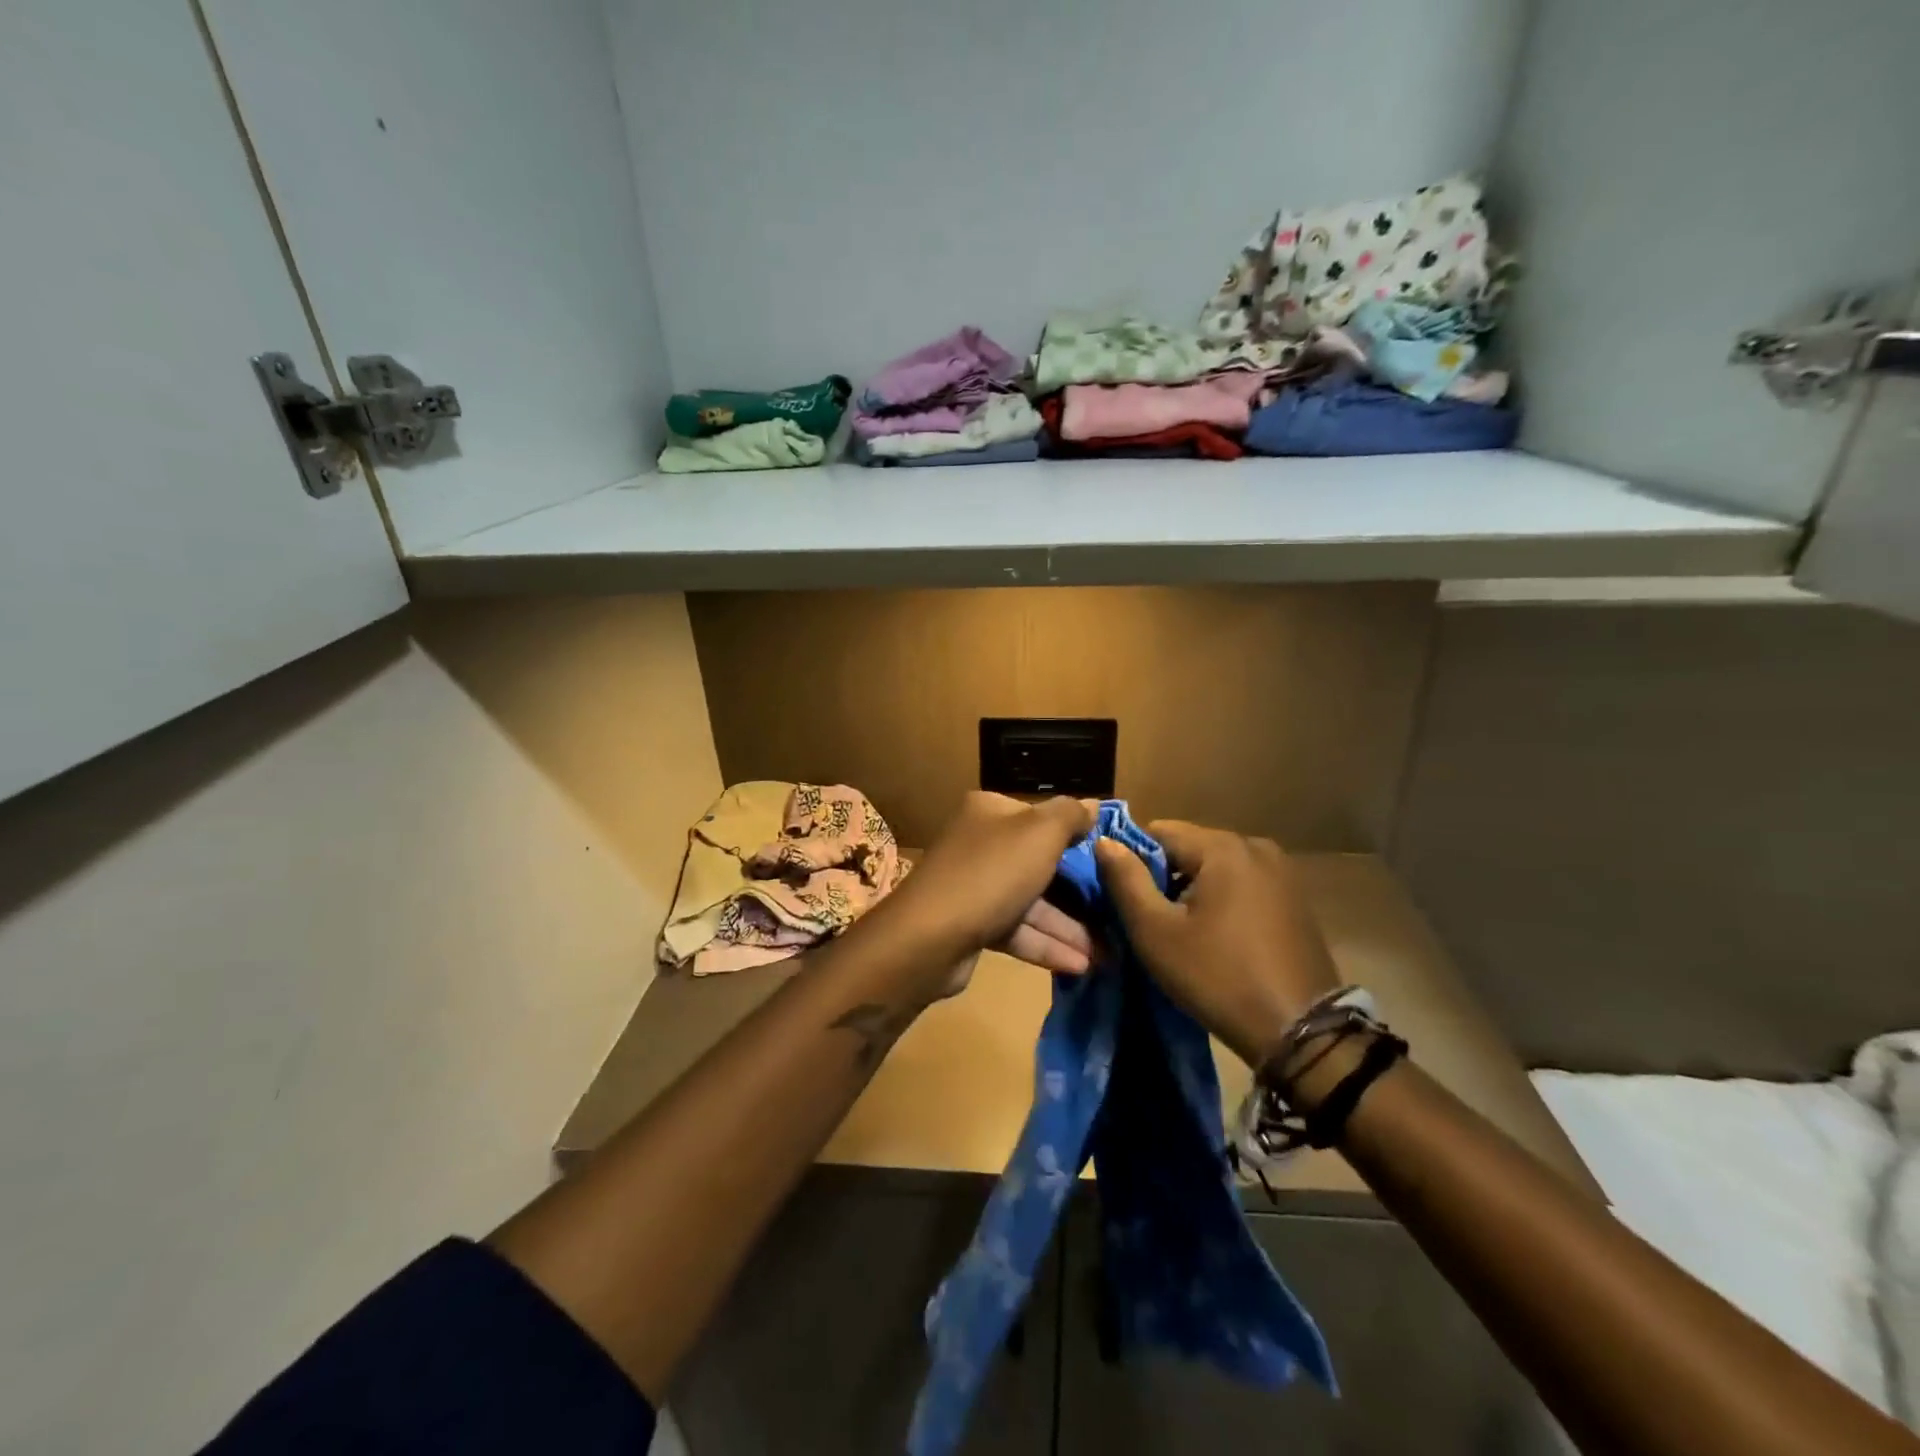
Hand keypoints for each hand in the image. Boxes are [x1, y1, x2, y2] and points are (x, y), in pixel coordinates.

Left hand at [874, 793, 1096, 994]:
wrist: (928, 938)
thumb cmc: (991, 873)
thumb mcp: (1040, 833)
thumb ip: (1071, 815)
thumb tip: (1093, 804)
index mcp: (990, 811)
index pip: (1041, 817)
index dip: (1075, 836)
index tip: (1109, 860)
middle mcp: (980, 843)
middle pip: (1038, 862)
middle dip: (1078, 891)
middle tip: (1115, 911)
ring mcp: (974, 885)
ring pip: (1031, 901)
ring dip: (1068, 927)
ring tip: (1107, 953)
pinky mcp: (972, 924)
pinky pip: (1017, 930)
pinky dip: (1046, 945)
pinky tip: (1080, 965)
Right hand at [1094, 821, 1340, 1067]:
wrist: (1300, 1032)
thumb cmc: (1218, 978)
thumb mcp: (1156, 932)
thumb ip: (1125, 880)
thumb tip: (1104, 841)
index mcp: (1222, 847)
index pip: (1157, 831)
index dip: (1132, 860)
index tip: (1122, 897)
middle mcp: (1255, 846)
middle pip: (1188, 847)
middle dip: (1162, 875)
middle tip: (1148, 920)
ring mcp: (1281, 871)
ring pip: (1214, 867)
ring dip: (1190, 889)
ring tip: (1179, 931)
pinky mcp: (1293, 897)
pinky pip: (1240, 884)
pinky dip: (1220, 900)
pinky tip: (1215, 936)